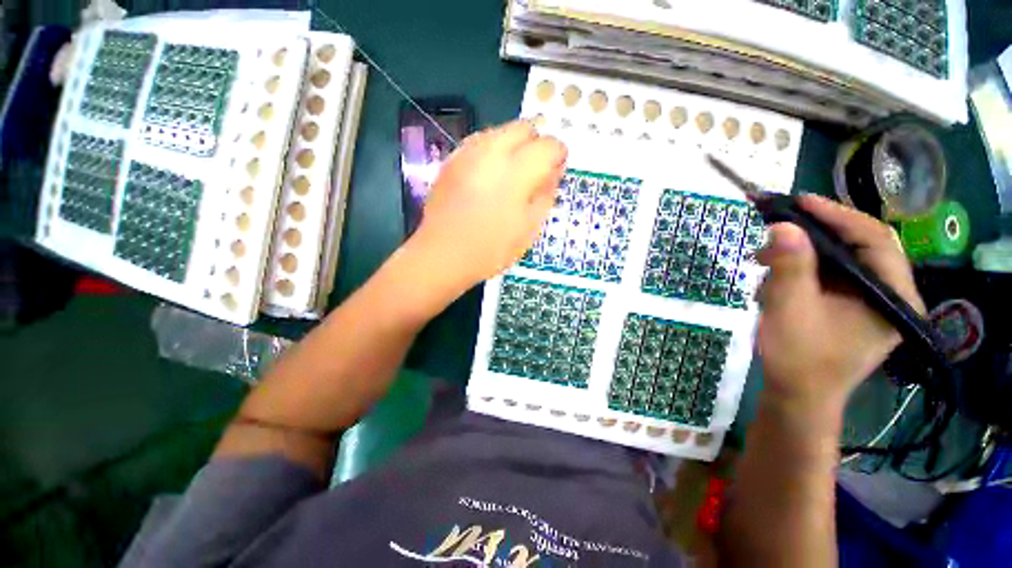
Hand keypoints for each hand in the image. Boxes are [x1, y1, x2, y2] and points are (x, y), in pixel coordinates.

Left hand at [407, 120, 566, 290]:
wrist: (443, 254)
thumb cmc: (491, 249)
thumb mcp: (530, 228)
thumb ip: (546, 195)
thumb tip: (553, 172)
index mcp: (517, 170)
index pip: (549, 145)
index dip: (559, 155)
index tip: (557, 171)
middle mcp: (492, 151)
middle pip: (524, 127)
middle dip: (536, 143)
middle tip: (535, 170)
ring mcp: (468, 152)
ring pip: (500, 131)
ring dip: (513, 146)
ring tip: (512, 174)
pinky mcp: (452, 160)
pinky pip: (479, 143)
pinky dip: (492, 152)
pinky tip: (489, 177)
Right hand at [756, 195, 925, 412]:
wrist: (796, 397)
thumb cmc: (798, 358)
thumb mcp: (789, 309)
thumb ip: (790, 266)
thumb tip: (782, 225)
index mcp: (893, 297)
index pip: (876, 239)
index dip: (837, 215)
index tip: (798, 202)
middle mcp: (890, 295)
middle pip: (860, 246)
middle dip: (816, 234)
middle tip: (779, 225)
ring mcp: (871, 302)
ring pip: (842, 260)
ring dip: (803, 253)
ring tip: (765, 258)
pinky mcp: (851, 308)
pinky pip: (831, 276)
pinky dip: (802, 269)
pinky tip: (775, 277)